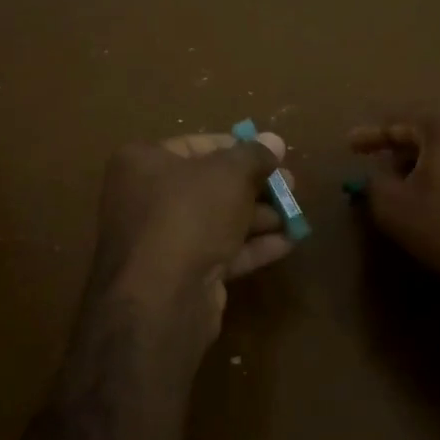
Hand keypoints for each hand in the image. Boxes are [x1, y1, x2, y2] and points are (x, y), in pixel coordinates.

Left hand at [90, 131, 296, 347]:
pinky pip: (219, 251)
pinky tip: (287, 243)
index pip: (198, 145)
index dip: (239, 148)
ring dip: (258, 217)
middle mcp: (145, 197)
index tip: (273, 155)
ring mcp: (161, 240)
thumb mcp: (230, 174)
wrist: (162, 298)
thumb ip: (255, 155)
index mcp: (143, 162)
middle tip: (291, 186)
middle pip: (209, 184)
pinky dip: (251, 246)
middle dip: (254, 186)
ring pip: (217, 220)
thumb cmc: (190, 215)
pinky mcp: (179, 274)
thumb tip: (274, 140)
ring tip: (296, 216)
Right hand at [350, 104, 439, 296]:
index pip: (397, 120)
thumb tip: (377, 175)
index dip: (370, 135)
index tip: (350, 145)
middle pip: (431, 127)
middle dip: (405, 145)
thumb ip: (375, 183)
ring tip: (418, 180)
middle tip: (384, 164)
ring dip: (435, 157)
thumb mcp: (395, 209)